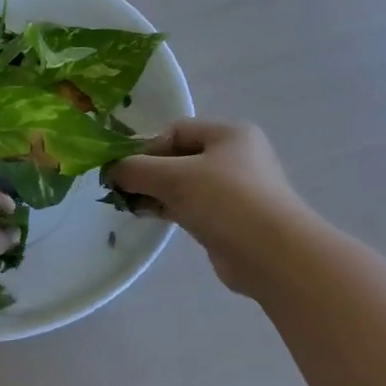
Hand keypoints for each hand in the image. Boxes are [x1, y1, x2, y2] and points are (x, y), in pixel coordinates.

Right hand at [109, 119, 311, 295]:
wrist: (274, 255)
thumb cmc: (226, 201)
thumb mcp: (174, 177)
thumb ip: (136, 169)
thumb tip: (112, 171)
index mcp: (229, 133)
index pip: (175, 130)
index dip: (146, 147)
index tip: (125, 170)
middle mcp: (235, 157)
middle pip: (178, 157)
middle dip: (148, 171)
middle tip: (121, 189)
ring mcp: (235, 190)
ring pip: (183, 184)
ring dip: (156, 192)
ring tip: (130, 205)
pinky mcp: (230, 219)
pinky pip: (192, 206)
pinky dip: (169, 209)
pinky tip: (149, 217)